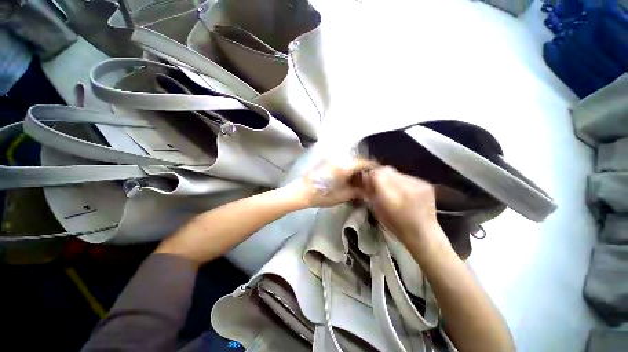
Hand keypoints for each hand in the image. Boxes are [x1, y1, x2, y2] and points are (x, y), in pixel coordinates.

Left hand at [288, 159, 376, 207]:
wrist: (302, 192)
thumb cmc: (323, 195)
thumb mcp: (343, 196)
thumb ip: (357, 191)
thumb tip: (367, 190)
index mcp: (344, 167)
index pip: (362, 163)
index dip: (372, 166)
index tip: (378, 172)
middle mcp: (339, 160)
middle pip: (356, 162)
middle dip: (363, 170)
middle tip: (367, 181)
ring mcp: (331, 161)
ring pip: (348, 163)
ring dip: (355, 171)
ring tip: (357, 182)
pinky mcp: (326, 163)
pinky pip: (341, 164)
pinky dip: (346, 170)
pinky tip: (347, 179)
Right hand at [361, 166, 441, 244]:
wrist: (424, 235)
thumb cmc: (396, 226)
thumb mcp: (377, 211)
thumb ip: (371, 193)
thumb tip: (365, 179)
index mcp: (391, 199)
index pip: (376, 175)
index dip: (369, 176)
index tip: (367, 182)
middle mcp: (406, 189)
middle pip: (386, 170)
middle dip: (379, 176)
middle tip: (377, 184)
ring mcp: (418, 185)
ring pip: (396, 172)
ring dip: (390, 178)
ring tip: (391, 188)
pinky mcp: (426, 184)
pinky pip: (406, 176)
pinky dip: (400, 181)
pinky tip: (402, 191)